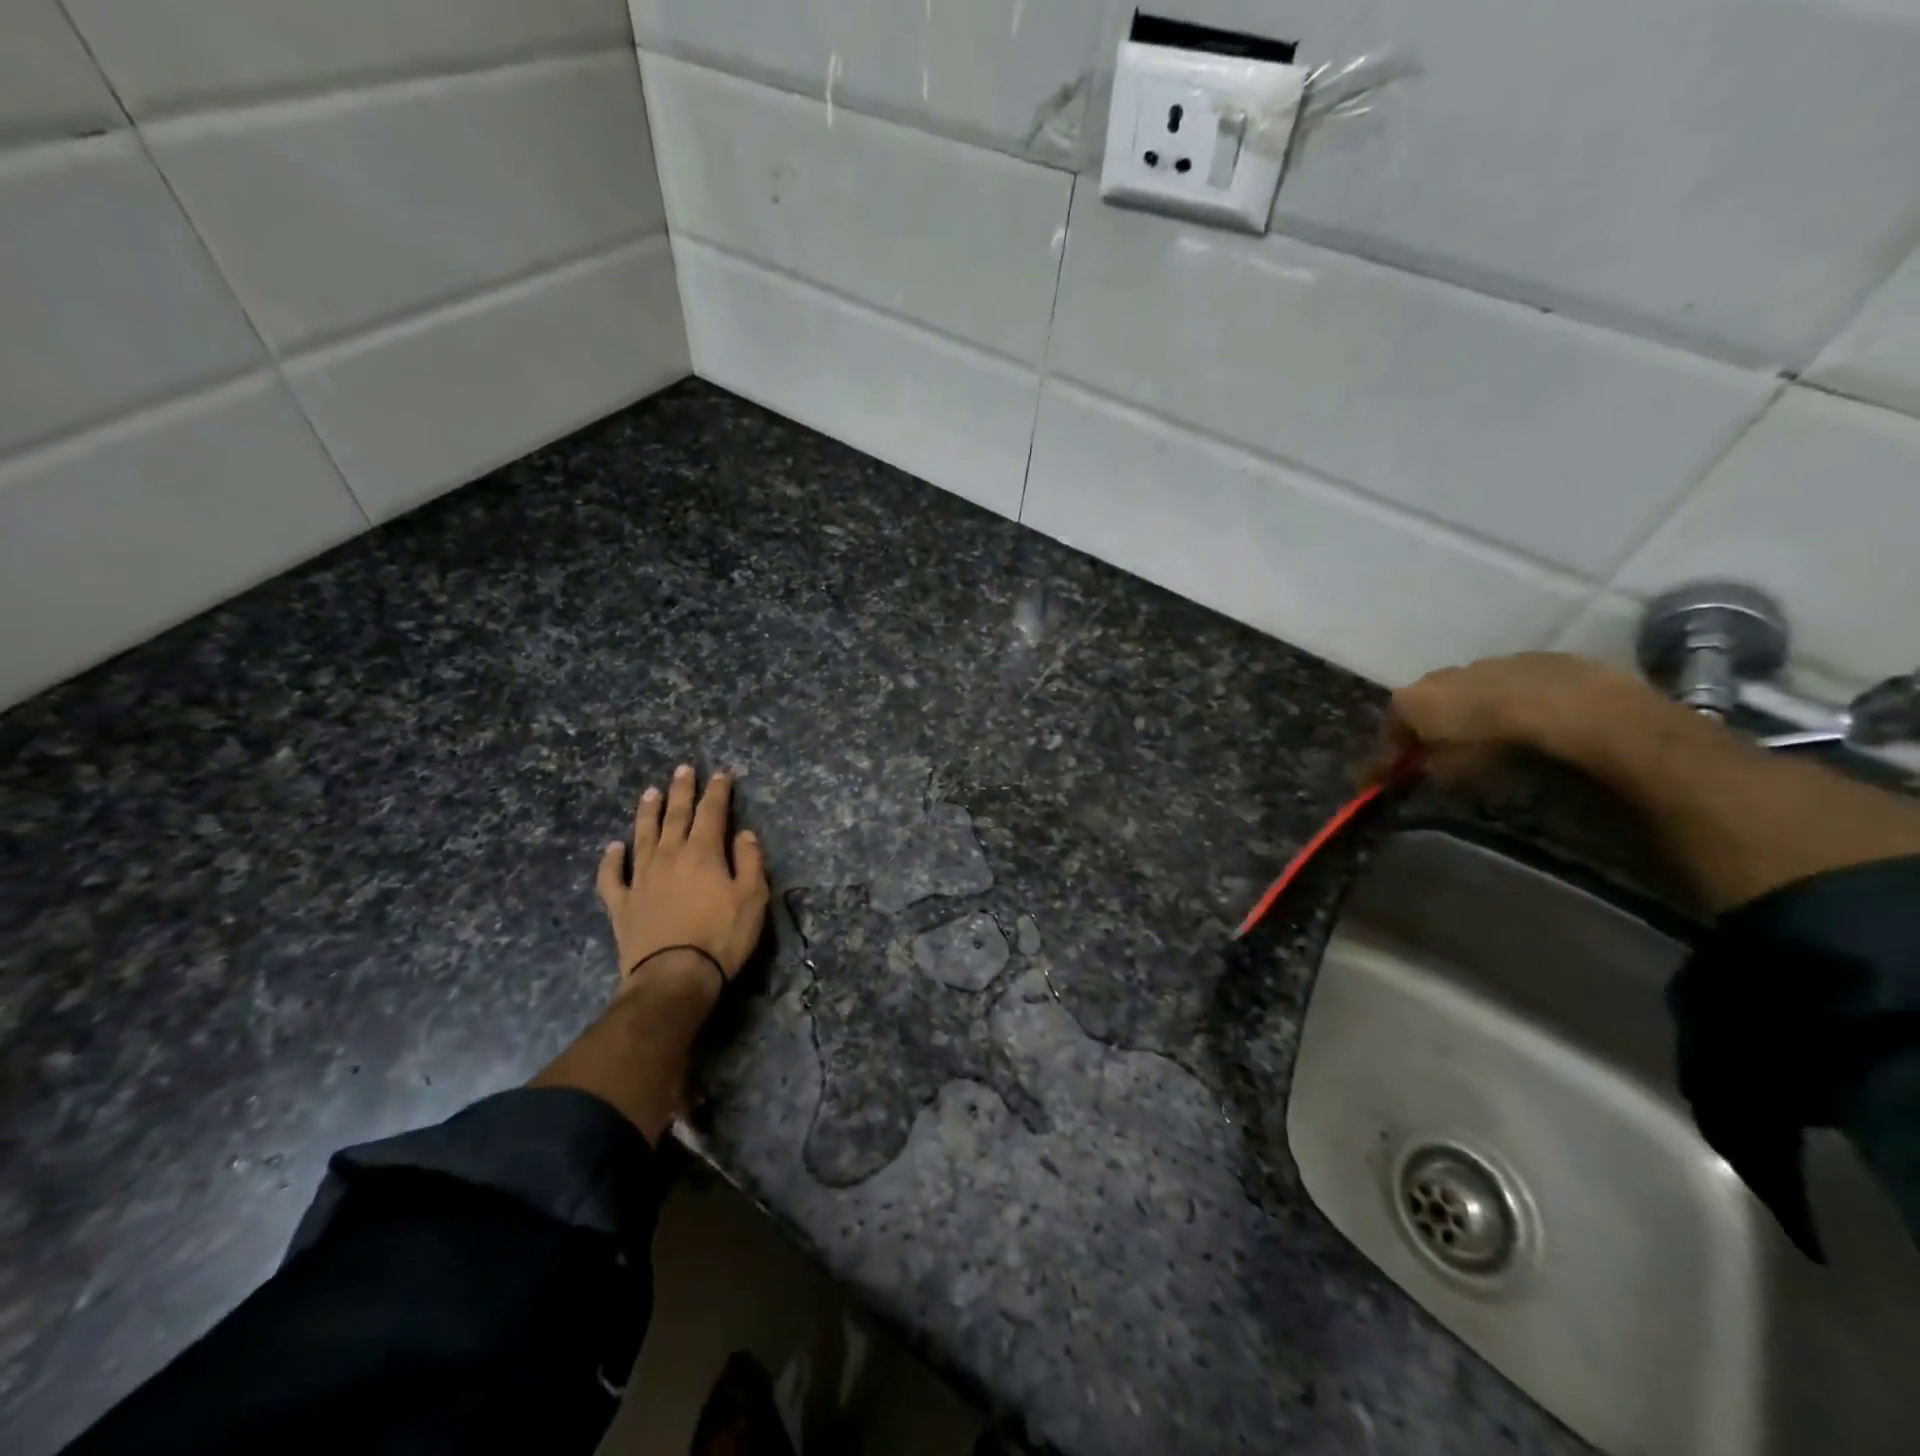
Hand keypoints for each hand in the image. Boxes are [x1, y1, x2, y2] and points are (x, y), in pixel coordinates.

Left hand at [595, 765, 769, 1006]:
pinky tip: (613, 847)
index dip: (717, 792)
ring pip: (643, 836)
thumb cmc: (721, 936)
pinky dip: (611, 860)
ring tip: (650, 792)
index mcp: (703, 853)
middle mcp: (670, 856)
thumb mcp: (753, 898)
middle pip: (676, 816)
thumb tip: (744, 833)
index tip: (721, 774)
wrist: (674, 976)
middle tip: (683, 769)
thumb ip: (750, 861)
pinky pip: (613, 876)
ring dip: (648, 813)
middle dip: (681, 791)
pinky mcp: (622, 904)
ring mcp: (641, 879)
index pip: (712, 813)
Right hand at [1370, 652, 1656, 783]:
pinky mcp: (1524, 660)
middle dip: (1429, 728)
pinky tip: (1522, 721)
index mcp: (1409, 700)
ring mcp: (1481, 664)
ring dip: (1468, 712)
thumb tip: (1427, 769)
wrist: (1562, 704)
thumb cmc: (1490, 742)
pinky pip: (1503, 686)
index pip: (1389, 729)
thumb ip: (1430, 769)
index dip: (1392, 753)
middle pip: (1424, 705)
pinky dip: (1503, 702)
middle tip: (1441, 753)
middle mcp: (1436, 676)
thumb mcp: (1451, 770)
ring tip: (1487, 736)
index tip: (1398, 773)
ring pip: (1464, 692)